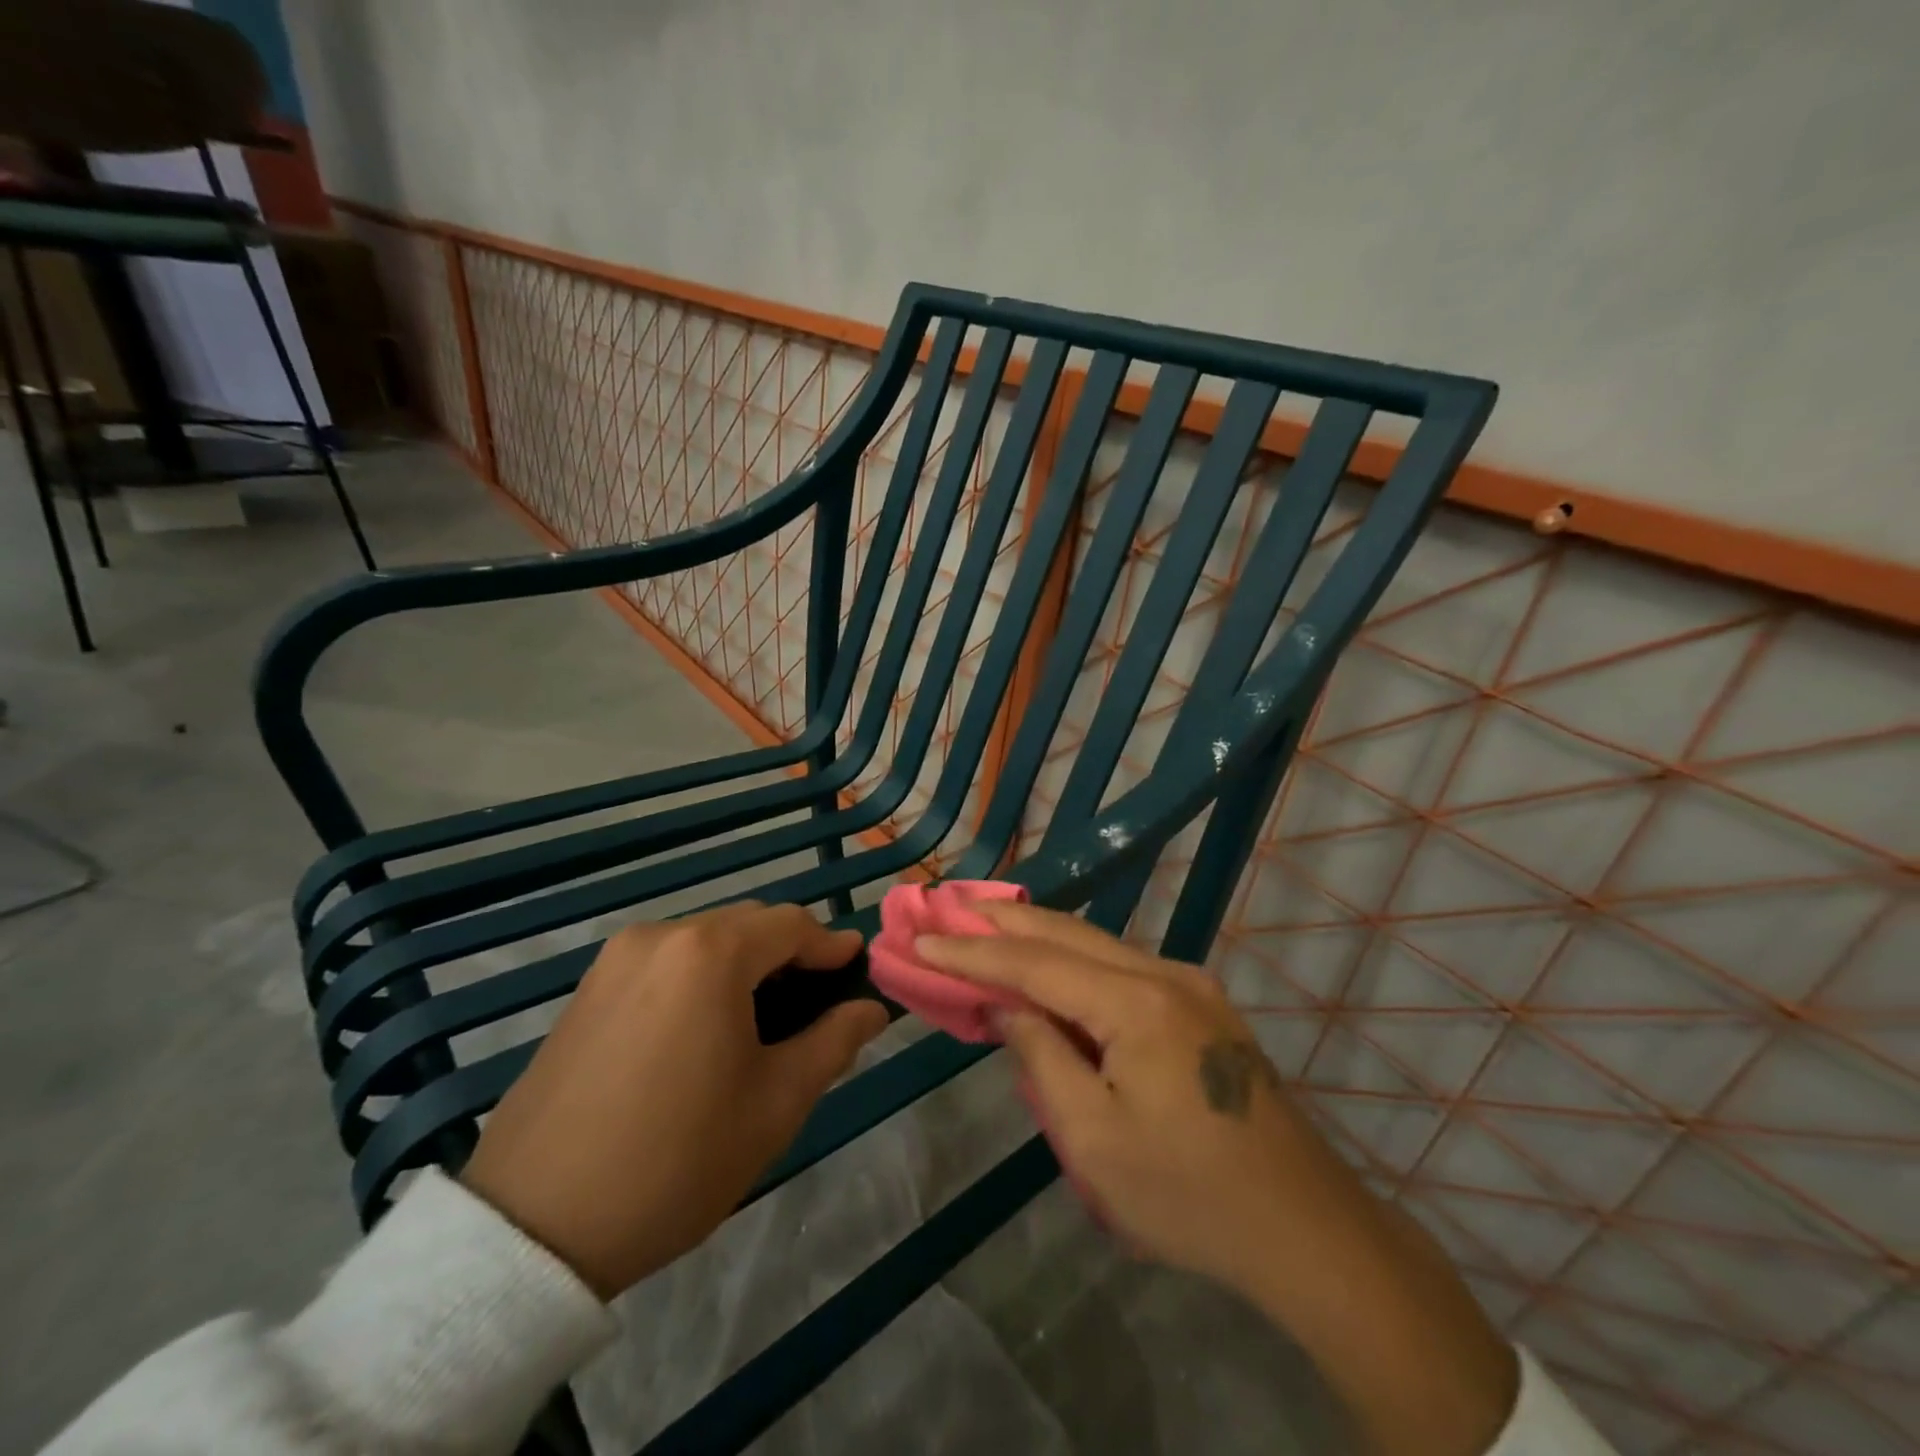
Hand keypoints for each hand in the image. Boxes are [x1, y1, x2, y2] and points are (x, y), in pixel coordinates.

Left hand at [460, 902, 887, 1300]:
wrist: (533, 1230)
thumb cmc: (676, 1160)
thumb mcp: (776, 1103)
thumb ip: (834, 1041)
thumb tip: (869, 1008)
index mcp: (710, 953)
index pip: (792, 924)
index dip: (830, 946)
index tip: (855, 973)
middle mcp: (660, 936)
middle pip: (747, 925)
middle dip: (788, 954)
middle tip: (813, 1006)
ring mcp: (614, 960)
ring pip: (704, 942)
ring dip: (744, 966)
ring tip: (760, 1022)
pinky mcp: (586, 990)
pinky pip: (664, 963)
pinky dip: (699, 979)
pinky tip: (703, 1032)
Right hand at [917, 902, 1517, 1455]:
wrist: (1305, 1230)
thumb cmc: (1188, 1195)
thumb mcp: (1093, 1138)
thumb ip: (1042, 1057)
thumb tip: (1007, 1007)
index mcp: (1138, 1003)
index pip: (1036, 964)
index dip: (974, 951)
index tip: (922, 936)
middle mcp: (1166, 974)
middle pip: (1069, 934)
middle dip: (1003, 921)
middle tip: (948, 902)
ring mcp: (1191, 985)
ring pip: (1098, 944)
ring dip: (1039, 935)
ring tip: (985, 922)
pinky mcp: (1202, 1006)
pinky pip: (1122, 968)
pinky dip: (1074, 961)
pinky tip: (1049, 964)